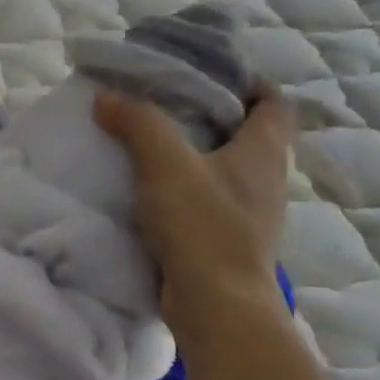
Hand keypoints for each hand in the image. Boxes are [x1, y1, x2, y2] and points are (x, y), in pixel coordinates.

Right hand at [95, 80, 295, 329]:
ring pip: (224, 169)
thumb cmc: (202, 226)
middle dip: (211, 116)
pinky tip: (149, 192)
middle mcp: (266, 179)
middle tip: (165, 105)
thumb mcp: (165, 164)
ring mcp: (249, 214)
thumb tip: (106, 95)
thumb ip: (137, 123)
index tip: (205, 74)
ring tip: (150, 145)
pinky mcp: (226, 241)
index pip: (273, 101)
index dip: (246, 81)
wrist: (215, 305)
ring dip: (194, 155)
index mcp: (264, 151)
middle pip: (247, 134)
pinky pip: (207, 201)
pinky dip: (184, 190)